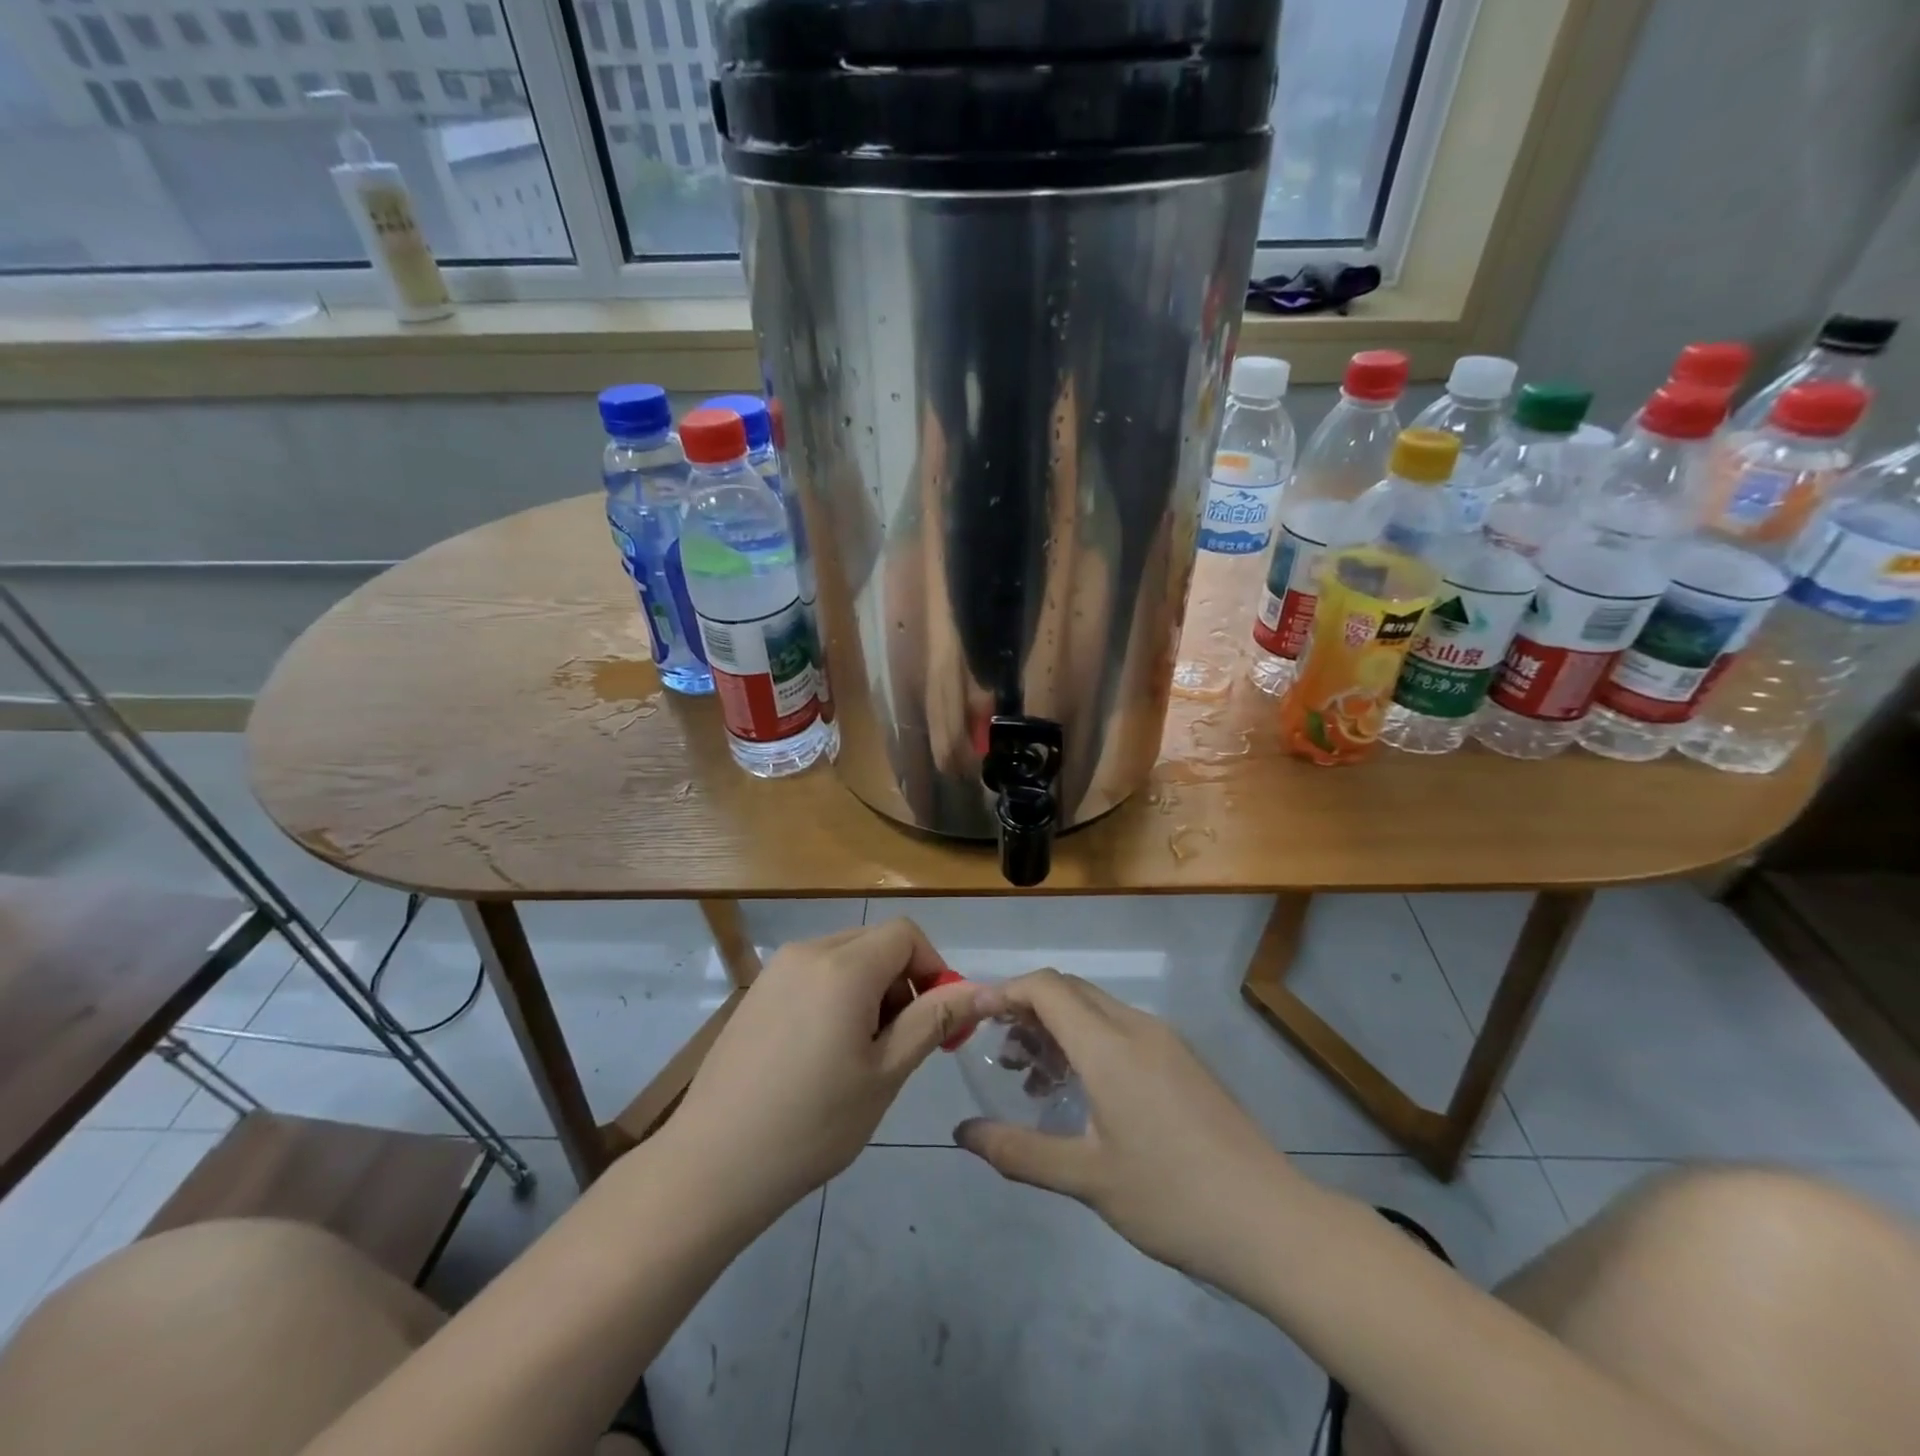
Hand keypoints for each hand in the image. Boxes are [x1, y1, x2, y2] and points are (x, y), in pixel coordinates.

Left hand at [664, 919, 981, 1223]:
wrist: (712, 1164)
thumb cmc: (812, 1123)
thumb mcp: (886, 1073)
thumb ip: (933, 1020)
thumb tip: (981, 991)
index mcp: (844, 966)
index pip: (906, 934)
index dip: (932, 968)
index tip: (936, 1020)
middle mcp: (808, 951)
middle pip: (875, 942)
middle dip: (902, 981)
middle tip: (900, 1043)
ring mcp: (776, 969)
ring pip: (845, 957)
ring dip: (870, 989)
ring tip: (860, 1053)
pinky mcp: (757, 991)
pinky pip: (814, 973)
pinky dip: (836, 995)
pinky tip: (822, 1053)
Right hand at [955, 970, 1300, 1289]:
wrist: (1270, 1222)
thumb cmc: (1170, 1198)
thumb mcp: (1086, 1178)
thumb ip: (1017, 1150)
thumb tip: (962, 1132)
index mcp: (1110, 1045)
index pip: (1046, 988)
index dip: (1005, 992)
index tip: (973, 1015)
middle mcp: (1137, 1027)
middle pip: (1070, 991)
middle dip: (1028, 1008)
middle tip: (999, 1050)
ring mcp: (1166, 1041)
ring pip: (1097, 1010)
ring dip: (1058, 1027)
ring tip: (1032, 1077)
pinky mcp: (1183, 1060)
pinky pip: (1122, 1030)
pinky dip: (1088, 1042)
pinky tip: (1081, 1092)